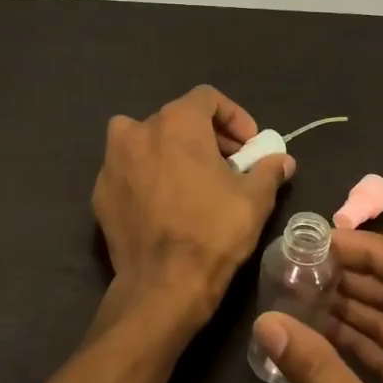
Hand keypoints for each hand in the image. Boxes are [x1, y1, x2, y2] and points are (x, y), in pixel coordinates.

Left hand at [91, 85, 294, 317]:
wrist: (163, 284)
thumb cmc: (214, 231)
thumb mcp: (255, 198)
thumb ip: (269, 169)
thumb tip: (283, 160)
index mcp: (176, 123)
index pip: (207, 98)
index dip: (234, 116)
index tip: (249, 145)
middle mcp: (137, 131)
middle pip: (175, 118)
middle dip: (205, 136)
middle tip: (227, 164)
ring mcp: (112, 162)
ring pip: (143, 140)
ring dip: (169, 150)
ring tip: (190, 178)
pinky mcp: (100, 193)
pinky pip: (127, 171)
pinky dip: (146, 176)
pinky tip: (164, 203)